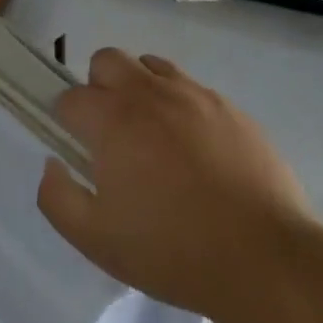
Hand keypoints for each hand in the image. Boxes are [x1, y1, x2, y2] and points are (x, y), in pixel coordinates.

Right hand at [36, 48, 311, 320]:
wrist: (268, 262)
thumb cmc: (173, 251)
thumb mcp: (96, 240)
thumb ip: (56, 197)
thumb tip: (53, 164)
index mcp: (111, 119)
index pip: (70, 97)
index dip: (67, 122)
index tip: (79, 151)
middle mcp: (148, 93)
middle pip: (106, 60)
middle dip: (98, 88)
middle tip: (112, 134)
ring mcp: (194, 96)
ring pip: (150, 66)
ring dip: (140, 89)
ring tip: (153, 136)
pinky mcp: (231, 109)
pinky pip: (192, 89)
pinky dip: (181, 107)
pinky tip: (195, 151)